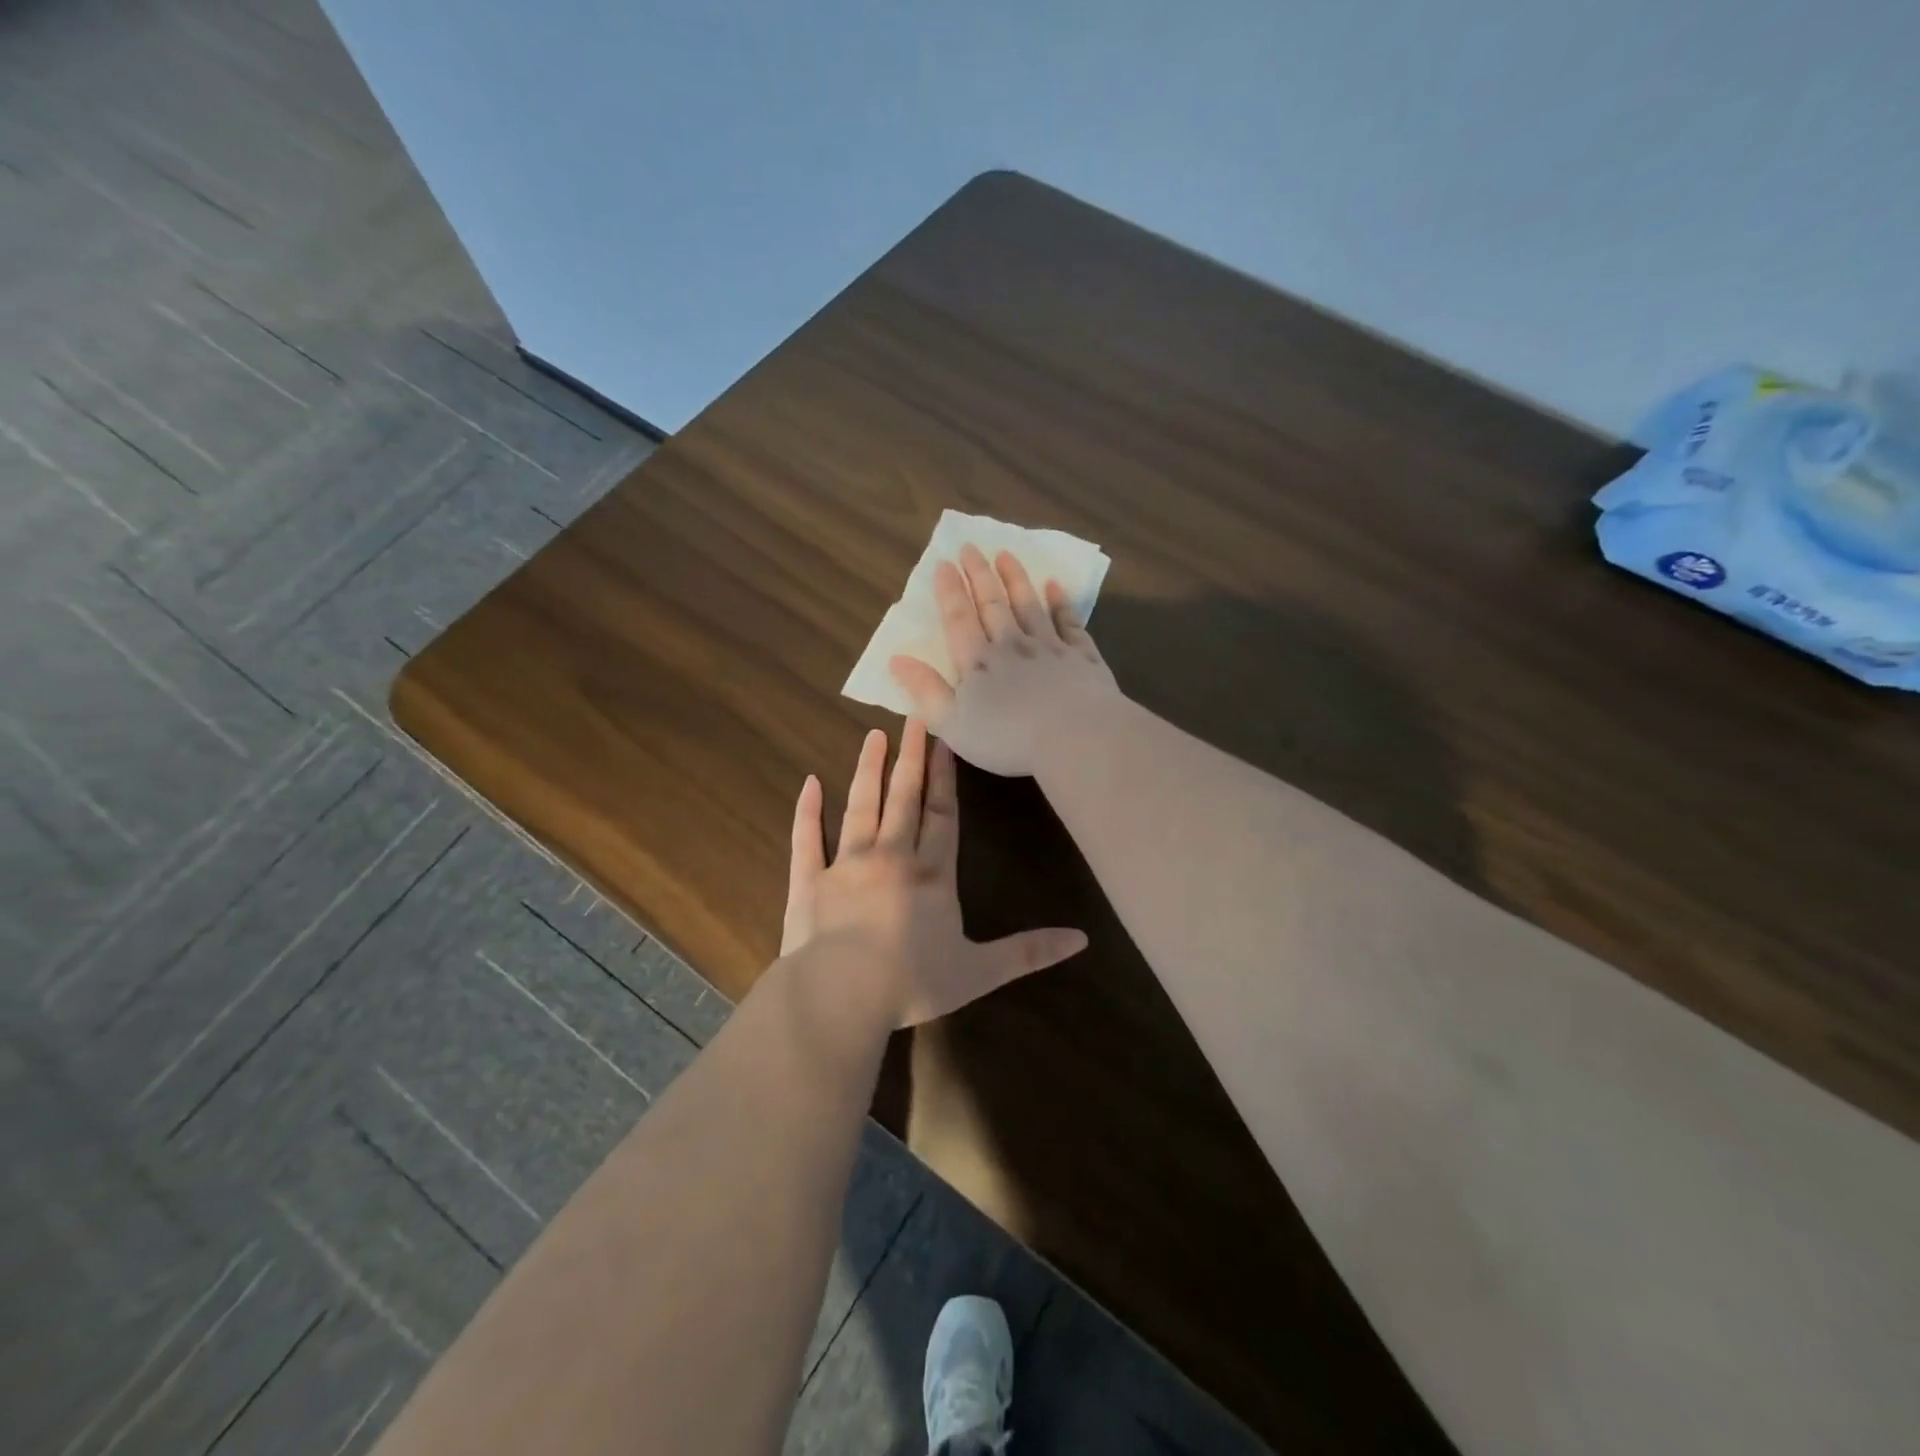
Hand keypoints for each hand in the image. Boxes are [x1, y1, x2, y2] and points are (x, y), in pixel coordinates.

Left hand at [780, 719, 1086, 1025]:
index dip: (945, 779)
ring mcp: (846, 864)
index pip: (942, 816)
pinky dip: (807, 810)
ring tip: (873, 737)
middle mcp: (891, 857)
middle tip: (912, 718)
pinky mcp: (808, 880)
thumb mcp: (980, 972)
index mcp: (931, 875)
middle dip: (910, 758)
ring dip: (868, 771)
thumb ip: (1028, 952)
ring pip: (860, 807)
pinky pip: (807, 838)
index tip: (944, 742)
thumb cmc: (913, 983)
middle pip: (903, 799)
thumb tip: (1082, 940)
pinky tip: (809, 782)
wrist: (841, 995)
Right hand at [886, 544, 1120, 776]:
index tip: (944, 563)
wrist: (1077, 737)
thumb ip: (925, 691)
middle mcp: (1012, 645)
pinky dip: (1061, 603)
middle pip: (993, 603)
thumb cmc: (1008, 738)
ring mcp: (1050, 647)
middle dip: (980, 574)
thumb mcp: (953, 724)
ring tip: (1006, 555)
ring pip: (1029, 605)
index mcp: (979, 662)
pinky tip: (1055, 586)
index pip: (959, 619)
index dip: (949, 591)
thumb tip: (896, 660)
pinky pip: (1068, 622)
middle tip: (971, 547)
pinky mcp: (1082, 656)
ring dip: (1016, 579)